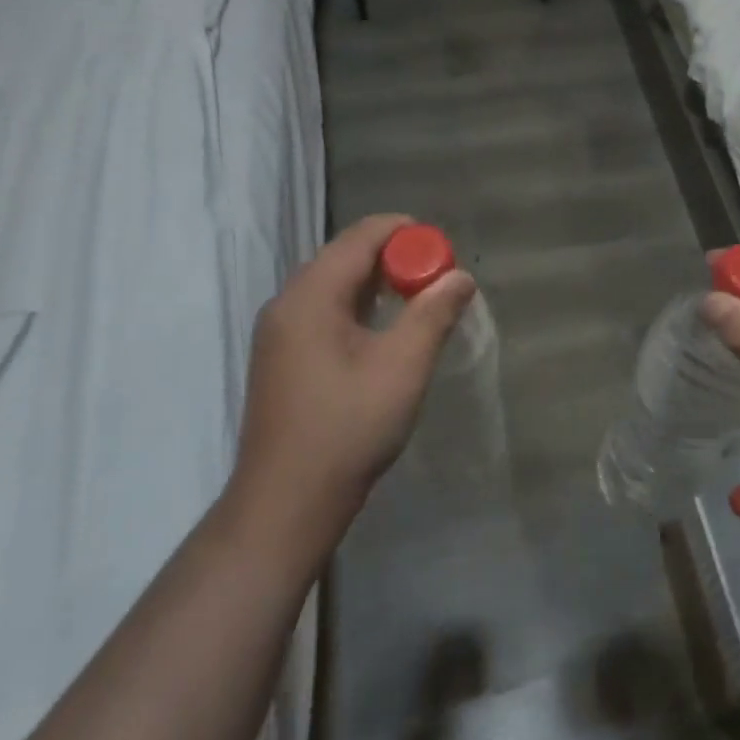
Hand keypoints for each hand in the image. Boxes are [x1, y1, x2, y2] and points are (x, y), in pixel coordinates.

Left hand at [224, 214, 474, 562]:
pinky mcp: (280, 356)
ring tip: (416, 299)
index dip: (406, 233)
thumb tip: (460, 276)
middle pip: (346, 256)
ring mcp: (278, 331)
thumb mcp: (403, 367)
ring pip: (334, 283)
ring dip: (376, 282)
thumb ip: (433, 313)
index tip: (443, 250)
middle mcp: (287, 302)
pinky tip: (381, 330)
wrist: (284, 506)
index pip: (362, 236)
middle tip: (435, 277)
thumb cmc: (347, 430)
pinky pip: (322, 309)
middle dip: (394, 257)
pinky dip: (357, 306)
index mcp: (311, 295)